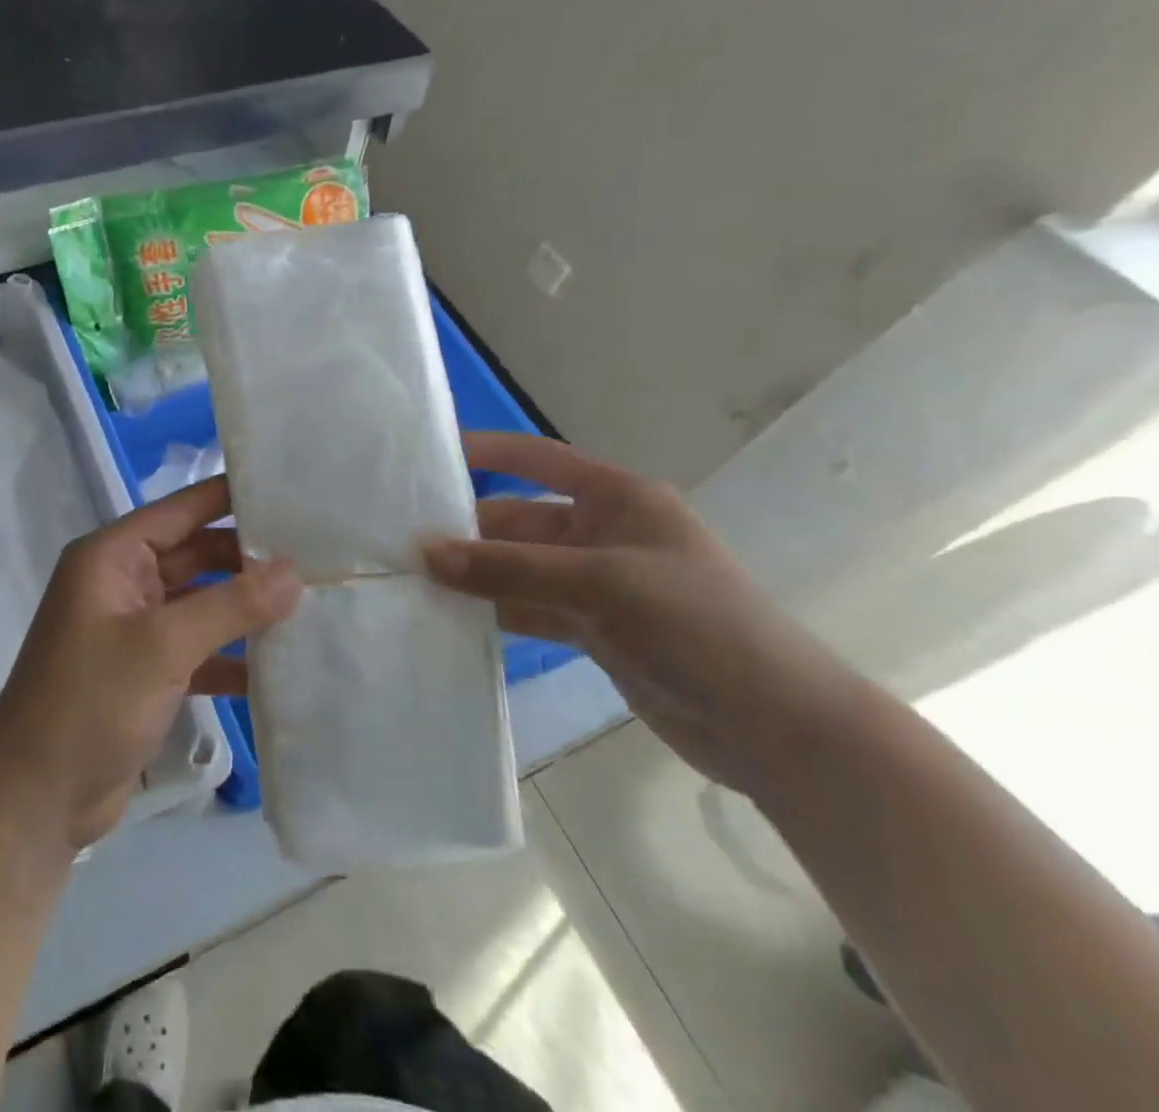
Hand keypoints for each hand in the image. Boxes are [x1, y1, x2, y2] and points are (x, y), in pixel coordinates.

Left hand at [0, 476, 301, 848]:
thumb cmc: (91, 703)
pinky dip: (230, 656)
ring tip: (310, 604)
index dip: (231, 497)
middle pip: (195, 555)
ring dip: (244, 608)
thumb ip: (232, 604)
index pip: (181, 509)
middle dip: (247, 559)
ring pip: (200, 603)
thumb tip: (295, 571)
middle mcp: (122, 583)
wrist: (36, 801)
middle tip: (315, 557)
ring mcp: (133, 630)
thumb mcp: (164, 646)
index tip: (289, 490)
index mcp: (112, 557)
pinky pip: (197, 649)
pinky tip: (278, 666)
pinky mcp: (144, 673)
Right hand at [423, 432, 863, 792]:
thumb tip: (425, 553)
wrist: (777, 728)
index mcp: (618, 498)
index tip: (429, 456)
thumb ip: (509, 570)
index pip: (539, 459)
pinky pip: (531, 609)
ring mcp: (598, 584)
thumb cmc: (697, 626)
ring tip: (413, 579)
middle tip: (403, 539)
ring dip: (477, 575)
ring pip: (520, 568)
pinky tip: (452, 619)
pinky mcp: (595, 629)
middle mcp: (604, 533)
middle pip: (521, 519)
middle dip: (469, 529)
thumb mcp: (600, 585)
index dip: (488, 452)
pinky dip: (496, 612)